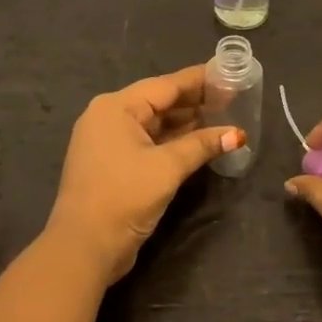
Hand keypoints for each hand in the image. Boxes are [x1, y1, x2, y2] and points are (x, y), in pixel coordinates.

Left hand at [46, 65, 242, 284]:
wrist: (83, 248)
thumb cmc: (124, 197)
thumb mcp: (167, 168)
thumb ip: (202, 145)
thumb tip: (238, 134)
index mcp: (116, 107)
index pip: (165, 85)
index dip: (198, 80)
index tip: (227, 73)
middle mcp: (109, 117)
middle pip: (159, 102)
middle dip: (194, 102)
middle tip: (231, 97)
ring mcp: (108, 141)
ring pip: (154, 123)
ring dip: (186, 123)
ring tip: (223, 117)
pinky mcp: (113, 164)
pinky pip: (148, 142)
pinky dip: (172, 141)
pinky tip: (199, 141)